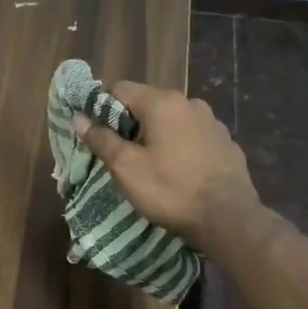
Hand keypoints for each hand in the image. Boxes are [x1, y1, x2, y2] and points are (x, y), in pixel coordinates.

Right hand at [71, 82, 259, 252]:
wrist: (229, 219)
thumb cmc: (170, 190)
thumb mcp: (126, 167)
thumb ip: (101, 139)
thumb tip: (78, 118)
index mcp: (162, 103)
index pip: (120, 89)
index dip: (102, 108)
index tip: (98, 134)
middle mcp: (190, 103)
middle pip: (147, 103)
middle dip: (130, 124)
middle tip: (121, 154)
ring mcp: (212, 122)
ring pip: (172, 120)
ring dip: (157, 135)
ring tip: (151, 165)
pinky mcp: (227, 143)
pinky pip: (193, 136)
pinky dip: (180, 147)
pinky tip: (179, 172)